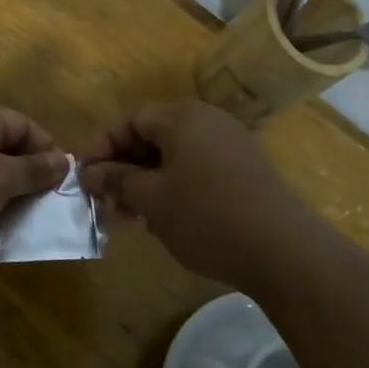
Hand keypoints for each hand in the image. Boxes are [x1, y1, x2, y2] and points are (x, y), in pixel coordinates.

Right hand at [79, 100, 303, 286]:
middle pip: (153, 136)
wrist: (283, 249)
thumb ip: (117, 180)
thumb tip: (89, 173)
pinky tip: (168, 220)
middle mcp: (208, 121)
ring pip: (175, 156)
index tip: (86, 177)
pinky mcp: (246, 169)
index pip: (131, 120)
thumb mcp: (152, 200)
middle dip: (125, 169)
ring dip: (148, 182)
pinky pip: (198, 168)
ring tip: (134, 218)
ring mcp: (231, 144)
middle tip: (108, 203)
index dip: (104, 147)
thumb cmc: (206, 216)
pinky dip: (175, 187)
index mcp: (182, 118)